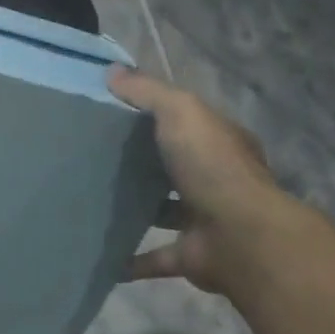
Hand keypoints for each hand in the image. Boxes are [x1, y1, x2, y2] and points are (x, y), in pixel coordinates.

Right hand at [108, 67, 299, 296]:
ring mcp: (206, 220)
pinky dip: (132, 260)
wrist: (242, 237)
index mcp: (219, 143)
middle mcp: (217, 180)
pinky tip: (103, 256)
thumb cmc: (212, 166)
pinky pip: (156, 257)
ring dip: (139, 209)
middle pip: (176, 167)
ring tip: (93, 201)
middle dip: (144, 163)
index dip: (156, 115)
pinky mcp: (192, 255)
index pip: (188, 123)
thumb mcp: (180, 111)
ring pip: (166, 211)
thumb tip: (112, 73)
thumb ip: (147, 92)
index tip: (114, 113)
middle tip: (96, 157)